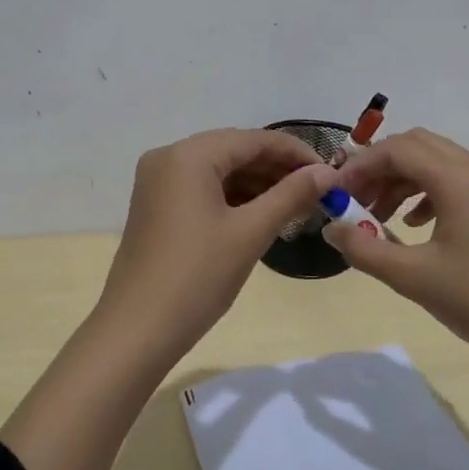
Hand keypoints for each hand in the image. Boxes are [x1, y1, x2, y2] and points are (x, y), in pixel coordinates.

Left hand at [90, 129, 335, 362]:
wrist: (137, 329)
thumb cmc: (198, 276)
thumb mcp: (251, 232)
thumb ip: (292, 195)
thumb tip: (328, 172)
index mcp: (188, 155)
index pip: (253, 139)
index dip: (295, 153)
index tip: (330, 173)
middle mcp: (168, 157)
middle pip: (234, 151)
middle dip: (276, 168)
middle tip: (317, 191)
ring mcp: (157, 182)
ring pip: (218, 170)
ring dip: (256, 183)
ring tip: (296, 205)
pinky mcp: (155, 206)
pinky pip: (201, 188)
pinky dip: (232, 197)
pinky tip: (262, 214)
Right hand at [328, 128, 468, 366]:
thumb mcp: (412, 277)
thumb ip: (364, 249)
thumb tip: (331, 228)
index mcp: (458, 179)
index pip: (397, 150)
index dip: (360, 166)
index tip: (336, 194)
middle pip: (416, 145)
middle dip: (379, 167)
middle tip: (354, 200)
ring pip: (435, 162)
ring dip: (400, 179)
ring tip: (377, 216)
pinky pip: (453, 180)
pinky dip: (424, 191)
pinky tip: (412, 226)